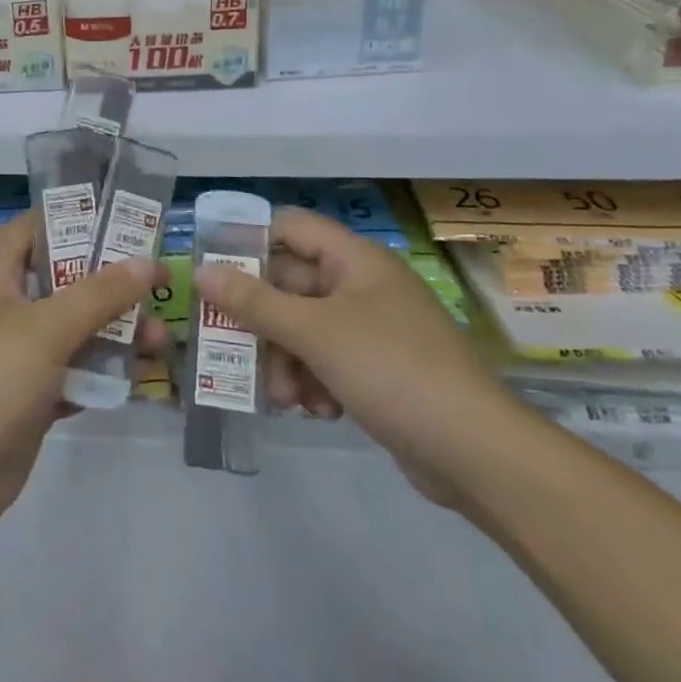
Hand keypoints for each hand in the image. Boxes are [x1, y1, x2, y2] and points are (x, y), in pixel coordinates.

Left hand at [0, 212, 166, 536]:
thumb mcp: (46, 328)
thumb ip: (99, 295)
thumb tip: (147, 262)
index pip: (29, 231)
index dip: (66, 218)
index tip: (115, 216)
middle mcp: (9, 312)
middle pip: (63, 283)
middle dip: (109, 282)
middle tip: (157, 282)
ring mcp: (20, 358)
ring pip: (75, 332)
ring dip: (115, 333)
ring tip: (161, 339)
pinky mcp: (33, 399)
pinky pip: (74, 375)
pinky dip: (101, 374)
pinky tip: (137, 378)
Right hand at [194, 207, 538, 505]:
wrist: (479, 454)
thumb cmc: (392, 370)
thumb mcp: (314, 333)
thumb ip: (253, 302)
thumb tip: (201, 271)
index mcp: (354, 259)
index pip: (288, 228)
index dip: (248, 243)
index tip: (214, 274)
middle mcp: (363, 285)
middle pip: (291, 285)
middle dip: (263, 322)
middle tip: (234, 349)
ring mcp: (374, 329)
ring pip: (305, 328)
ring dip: (284, 359)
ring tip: (283, 397)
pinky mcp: (380, 369)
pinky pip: (328, 360)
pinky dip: (313, 381)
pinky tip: (316, 411)